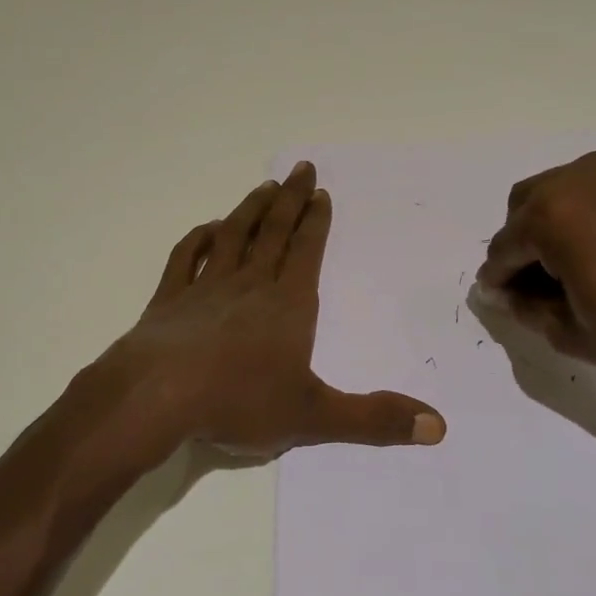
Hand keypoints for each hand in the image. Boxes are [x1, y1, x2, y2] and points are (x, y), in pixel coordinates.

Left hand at [107, 161, 446, 457]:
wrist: (157, 396)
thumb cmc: (238, 401)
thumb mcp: (314, 416)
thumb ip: (374, 419)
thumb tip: (438, 426)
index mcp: (288, 305)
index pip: (306, 252)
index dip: (316, 222)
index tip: (321, 193)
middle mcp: (250, 285)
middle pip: (273, 232)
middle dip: (290, 200)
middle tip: (302, 169)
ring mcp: (206, 287)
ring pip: (233, 236)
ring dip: (250, 209)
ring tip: (264, 186)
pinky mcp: (169, 299)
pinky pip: (186, 257)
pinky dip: (199, 238)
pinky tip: (208, 229)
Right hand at [476, 152, 595, 405]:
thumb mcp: (575, 333)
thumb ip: (528, 309)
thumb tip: (509, 294)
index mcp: (550, 214)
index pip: (503, 248)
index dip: (499, 281)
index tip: (502, 304)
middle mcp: (576, 180)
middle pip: (524, 211)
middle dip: (521, 248)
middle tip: (535, 292)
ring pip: (556, 200)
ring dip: (549, 233)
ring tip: (569, 280)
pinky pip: (590, 199)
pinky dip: (580, 224)